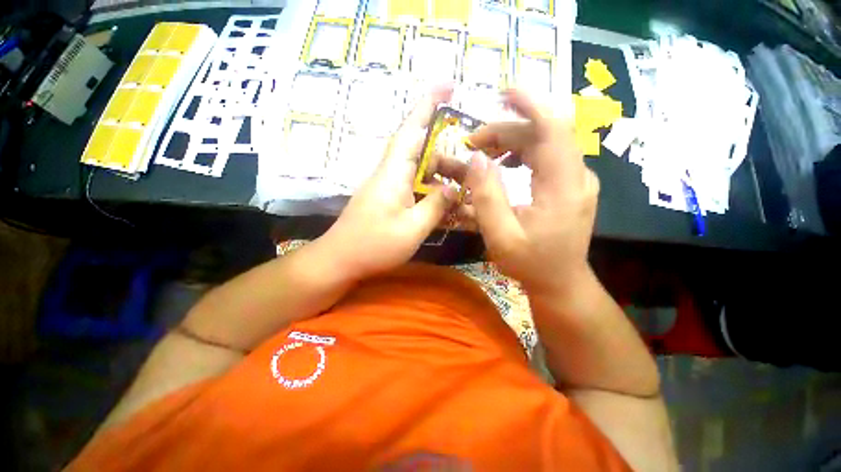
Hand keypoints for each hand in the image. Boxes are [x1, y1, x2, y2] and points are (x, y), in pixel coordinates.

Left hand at [321, 85, 460, 280]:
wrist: (340, 261)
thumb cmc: (374, 245)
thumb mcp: (413, 227)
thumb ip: (436, 205)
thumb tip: (453, 190)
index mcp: (394, 173)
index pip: (412, 129)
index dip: (429, 104)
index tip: (448, 85)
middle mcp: (391, 173)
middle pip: (423, 154)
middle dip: (450, 160)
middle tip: (472, 175)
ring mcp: (389, 187)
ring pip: (421, 173)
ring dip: (443, 180)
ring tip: (464, 195)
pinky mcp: (389, 200)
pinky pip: (415, 189)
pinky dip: (432, 194)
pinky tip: (446, 206)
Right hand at [463, 89, 599, 295]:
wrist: (560, 282)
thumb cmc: (530, 263)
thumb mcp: (501, 235)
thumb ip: (487, 196)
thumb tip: (477, 158)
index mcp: (563, 187)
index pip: (553, 129)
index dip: (531, 103)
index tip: (504, 91)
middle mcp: (577, 176)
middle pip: (542, 135)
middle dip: (505, 131)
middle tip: (472, 143)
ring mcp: (576, 180)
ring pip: (544, 145)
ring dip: (511, 142)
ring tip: (482, 152)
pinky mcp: (570, 186)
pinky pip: (546, 158)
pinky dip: (521, 154)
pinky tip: (504, 164)